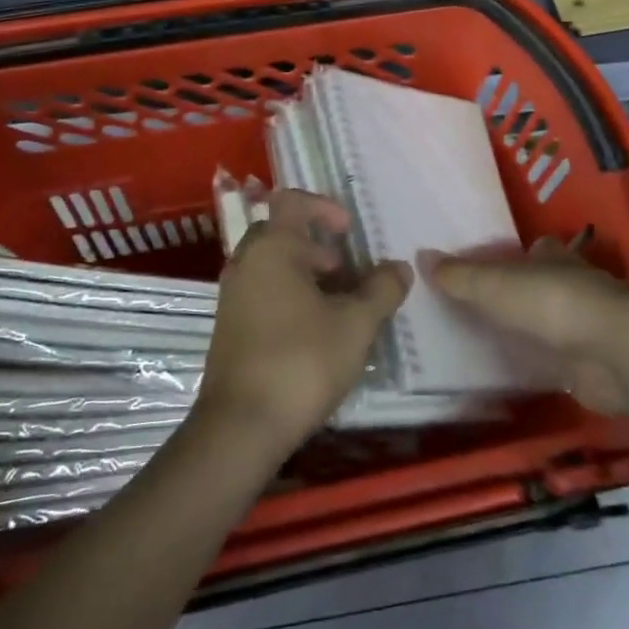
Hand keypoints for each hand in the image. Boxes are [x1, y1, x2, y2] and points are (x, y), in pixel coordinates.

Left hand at [197, 190, 410, 453]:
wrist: (240, 427)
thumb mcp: (356, 324)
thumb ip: (382, 289)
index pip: (292, 201)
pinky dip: (288, 296)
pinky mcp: (229, 326)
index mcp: (272, 247)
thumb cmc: (301, 361)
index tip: (349, 232)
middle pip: (282, 233)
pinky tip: (314, 332)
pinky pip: (261, 291)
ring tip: (337, 307)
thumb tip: (399, 267)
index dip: (324, 207)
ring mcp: (232, 295)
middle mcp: (246, 262)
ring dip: (305, 274)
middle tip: (346, 273)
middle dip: (317, 247)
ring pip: (272, 265)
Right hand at [435, 239, 628, 414]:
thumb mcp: (494, 285)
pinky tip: (505, 373)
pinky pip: (550, 361)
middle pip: (536, 287)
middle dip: (512, 296)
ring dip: (522, 332)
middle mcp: (570, 286)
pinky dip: (533, 364)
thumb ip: (458, 275)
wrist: (615, 354)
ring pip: (544, 325)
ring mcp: (581, 327)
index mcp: (552, 258)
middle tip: (469, 308)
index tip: (481, 266)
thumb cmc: (553, 303)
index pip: (531, 250)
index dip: (509, 256)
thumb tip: (420, 255)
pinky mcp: (586, 365)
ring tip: (478, 342)